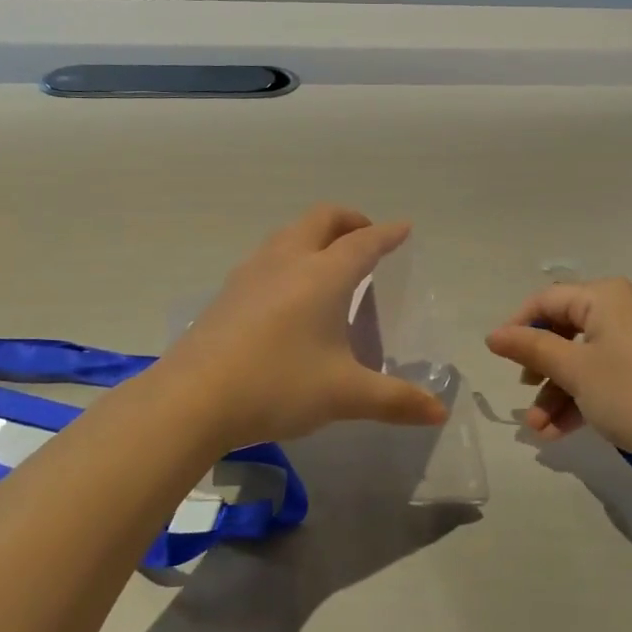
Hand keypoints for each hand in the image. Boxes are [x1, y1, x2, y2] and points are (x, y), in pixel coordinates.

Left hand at [157, 205, 448, 451]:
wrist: (191, 399)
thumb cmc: (277, 386)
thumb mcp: (344, 396)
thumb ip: (396, 401)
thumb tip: (440, 413)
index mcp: (323, 275)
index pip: (364, 242)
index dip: (387, 234)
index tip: (403, 228)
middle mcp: (287, 261)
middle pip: (322, 219)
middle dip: (349, 220)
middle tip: (367, 238)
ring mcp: (251, 273)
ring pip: (289, 234)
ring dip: (315, 235)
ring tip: (328, 262)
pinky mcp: (227, 292)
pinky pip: (267, 257)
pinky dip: (290, 256)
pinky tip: (287, 293)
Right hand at [485, 279, 631, 469]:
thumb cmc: (629, 392)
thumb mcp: (573, 369)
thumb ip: (531, 348)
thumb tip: (493, 335)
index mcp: (607, 296)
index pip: (549, 299)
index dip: (519, 325)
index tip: (498, 355)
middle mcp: (625, 307)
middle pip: (567, 329)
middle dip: (540, 366)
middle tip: (523, 390)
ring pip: (585, 358)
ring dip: (558, 391)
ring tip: (538, 429)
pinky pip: (606, 372)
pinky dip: (583, 396)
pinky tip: (559, 432)